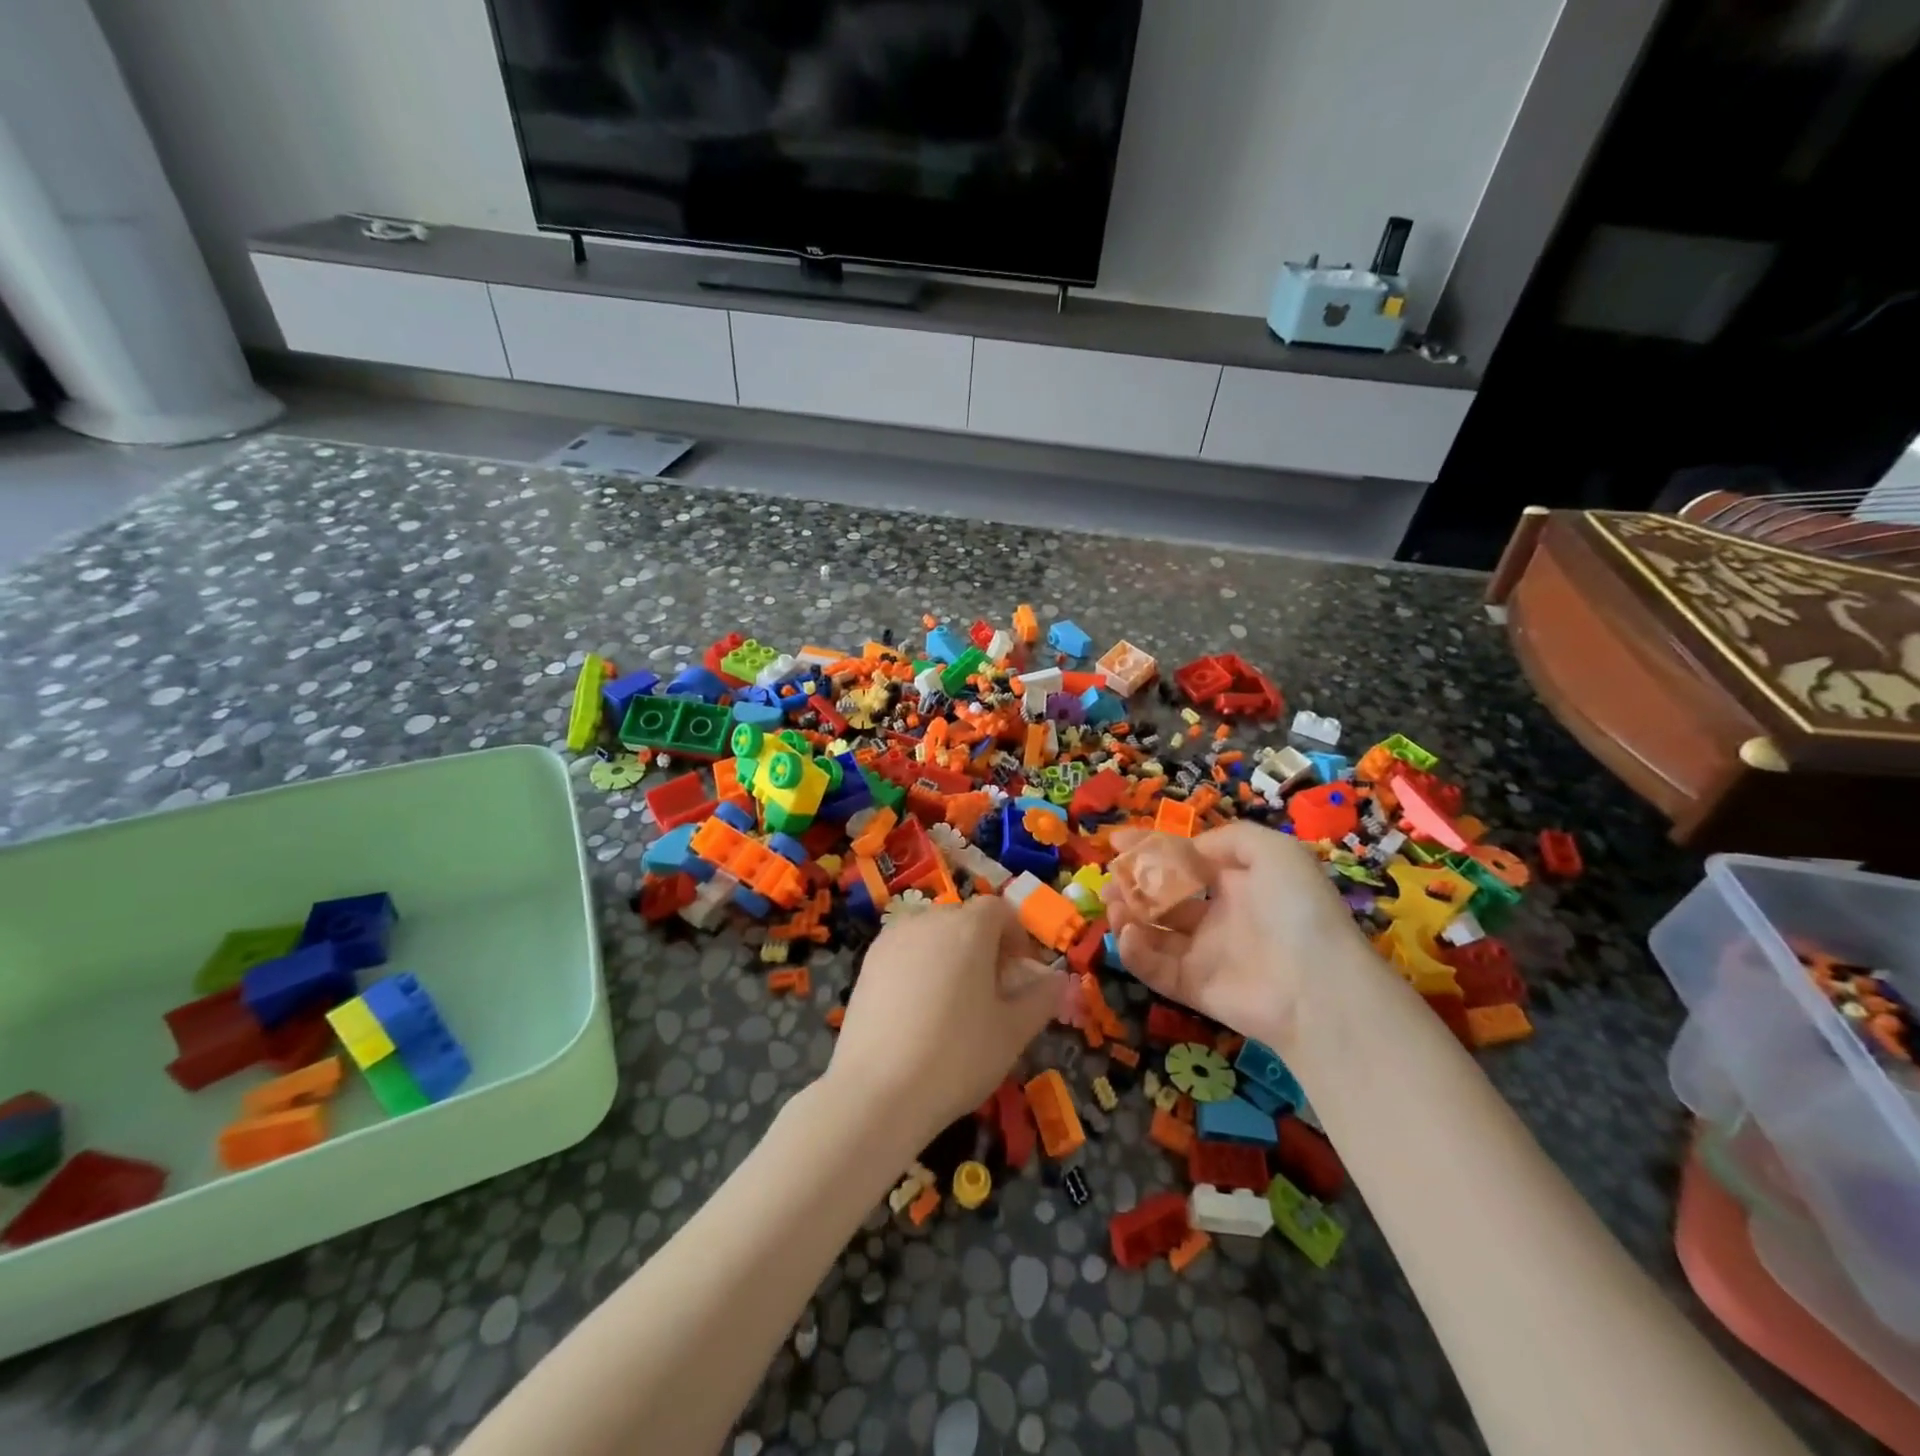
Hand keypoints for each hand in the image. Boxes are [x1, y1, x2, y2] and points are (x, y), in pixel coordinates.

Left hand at [824, 896, 1066, 1149]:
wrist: (876, 1092)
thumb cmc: (956, 1057)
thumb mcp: (1013, 1033)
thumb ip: (1041, 998)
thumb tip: (1060, 980)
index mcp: (968, 928)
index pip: (998, 910)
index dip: (1016, 936)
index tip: (1021, 973)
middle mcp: (928, 921)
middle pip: (964, 919)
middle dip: (984, 946)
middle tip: (992, 992)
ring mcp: (892, 940)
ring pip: (932, 934)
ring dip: (951, 955)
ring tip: (954, 1003)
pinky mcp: (867, 963)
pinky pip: (905, 951)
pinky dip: (920, 967)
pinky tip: (919, 1012)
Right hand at [1105, 821, 1369, 1049]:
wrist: (1318, 986)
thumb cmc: (1296, 909)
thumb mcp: (1275, 851)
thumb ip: (1228, 838)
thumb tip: (1188, 849)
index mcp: (1237, 882)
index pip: (1184, 860)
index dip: (1149, 848)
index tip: (1115, 842)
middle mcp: (1218, 916)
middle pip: (1162, 897)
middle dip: (1130, 885)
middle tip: (1108, 881)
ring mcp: (1204, 954)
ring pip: (1152, 931)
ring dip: (1127, 916)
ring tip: (1115, 906)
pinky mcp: (1193, 988)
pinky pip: (1154, 968)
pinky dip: (1135, 952)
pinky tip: (1129, 934)